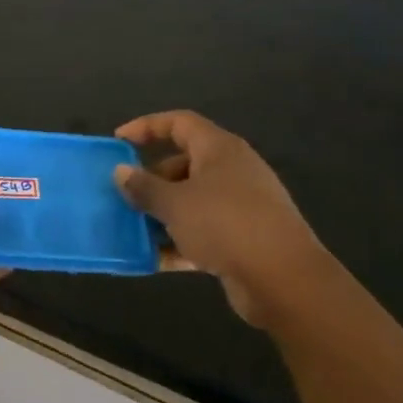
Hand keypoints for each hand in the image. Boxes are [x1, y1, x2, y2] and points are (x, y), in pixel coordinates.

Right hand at [112, 110, 326, 327]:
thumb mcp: (175, 204)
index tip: (118, 141)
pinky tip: (154, 259)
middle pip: (184, 164)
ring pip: (192, 200)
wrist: (283, 278)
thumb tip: (121, 172)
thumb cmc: (225, 225)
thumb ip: (144, 187)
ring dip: (162, 213)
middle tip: (125, 197)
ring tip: (132, 229)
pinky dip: (179, 240)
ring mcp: (241, 205)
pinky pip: (203, 231)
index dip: (147, 127)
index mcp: (219, 150)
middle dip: (151, 180)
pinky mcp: (243, 237)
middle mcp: (232, 171)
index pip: (179, 123)